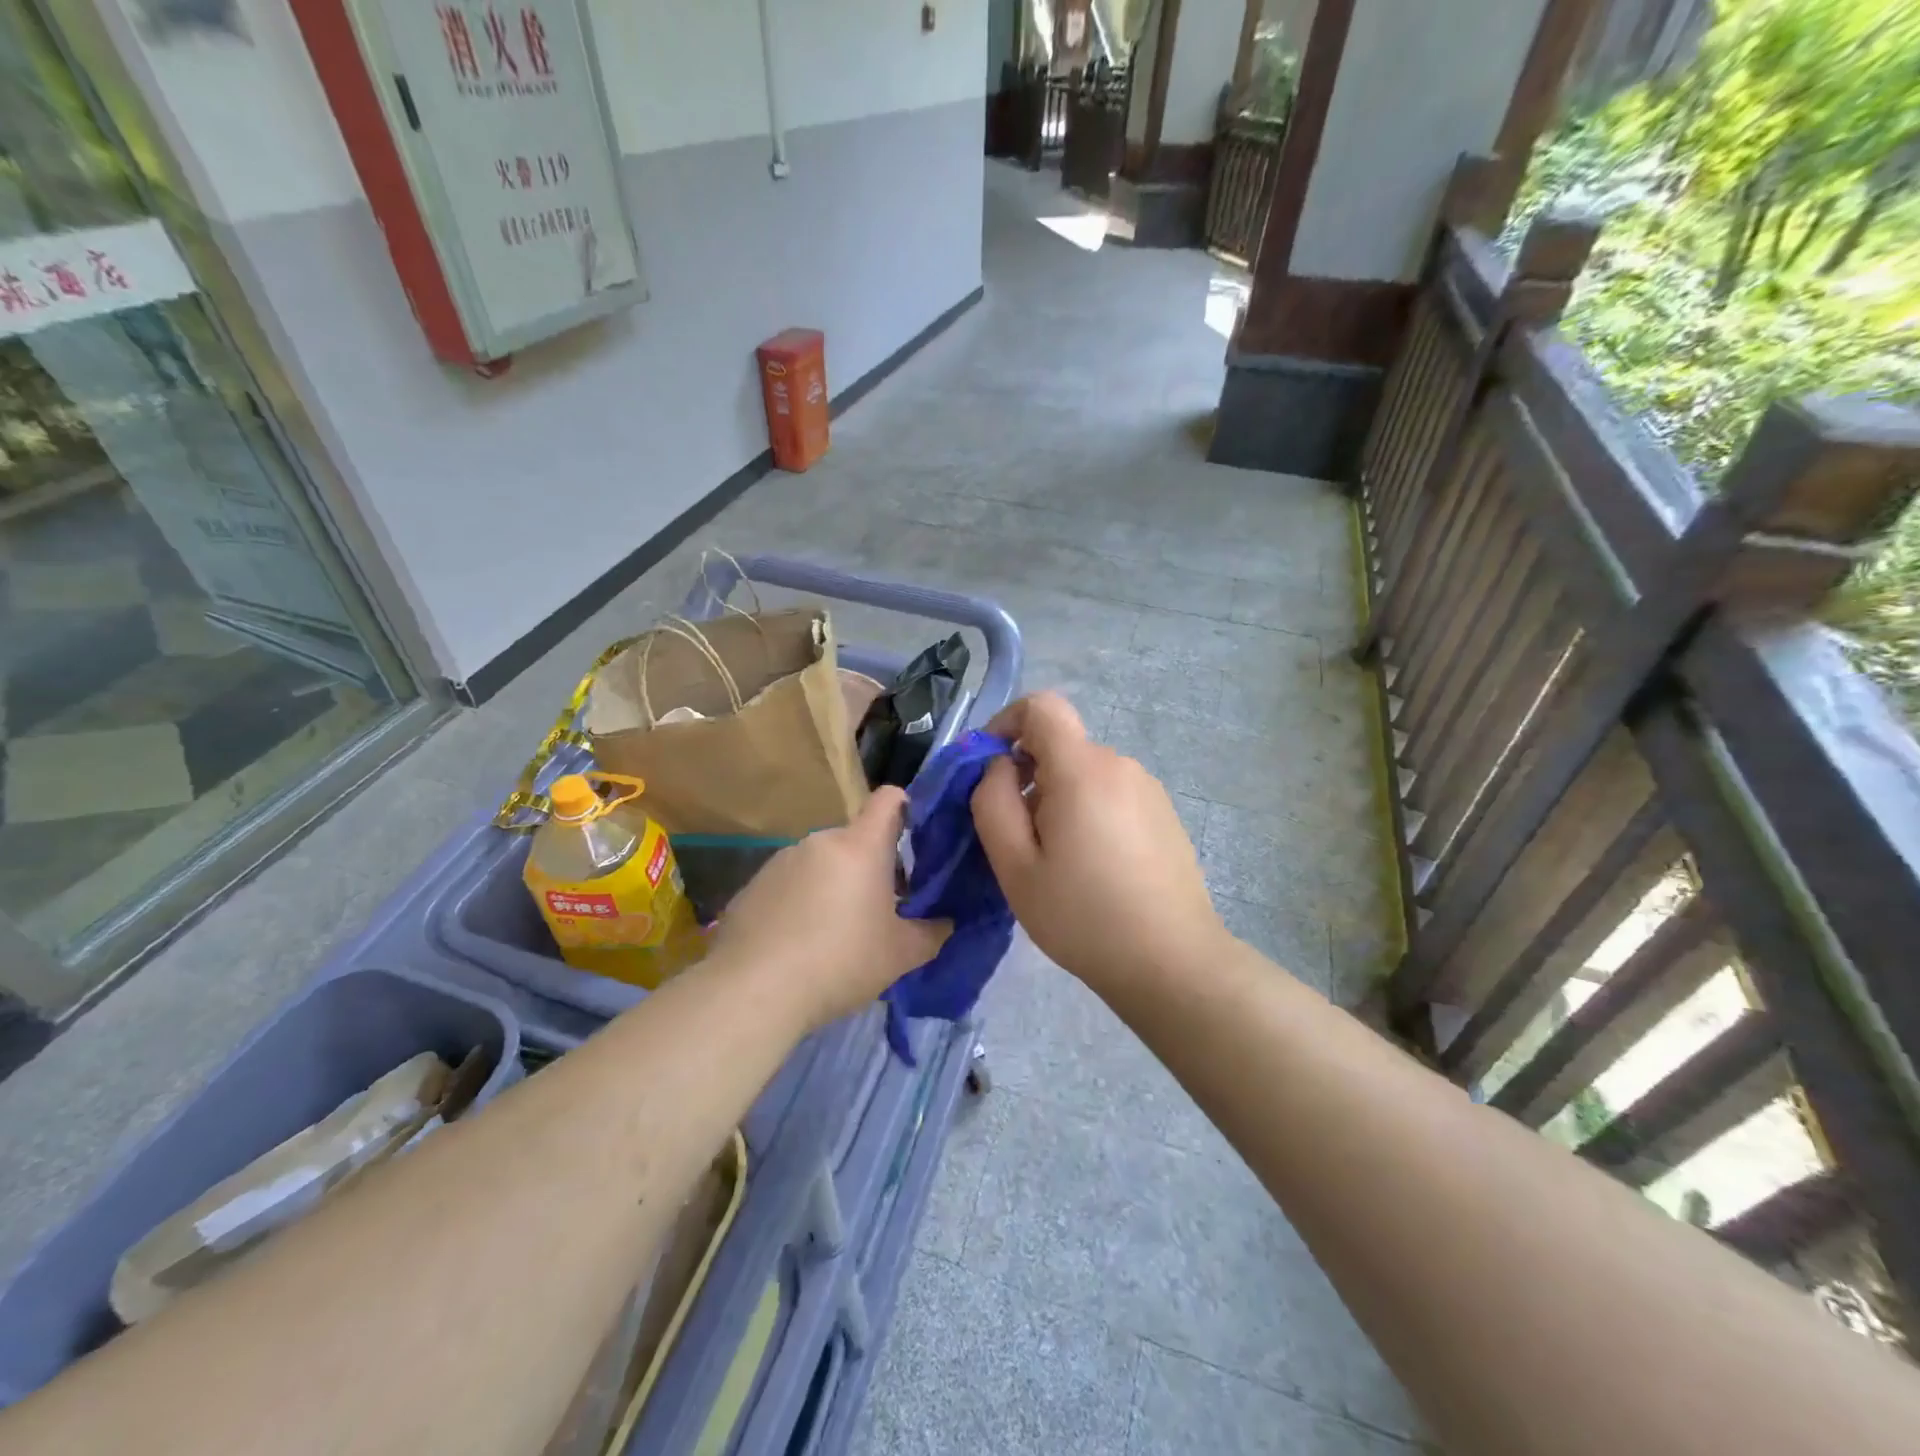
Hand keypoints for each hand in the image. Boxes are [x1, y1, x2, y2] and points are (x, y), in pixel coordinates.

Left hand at [709, 787, 949, 1030]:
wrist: (753, 990)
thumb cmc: (840, 962)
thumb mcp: (900, 955)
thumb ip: (932, 933)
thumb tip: (946, 923)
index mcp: (860, 846)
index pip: (889, 799)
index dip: (907, 807)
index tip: (917, 836)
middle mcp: (820, 841)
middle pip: (856, 840)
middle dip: (871, 867)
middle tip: (880, 909)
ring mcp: (781, 860)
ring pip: (821, 862)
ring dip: (834, 884)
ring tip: (834, 933)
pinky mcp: (752, 885)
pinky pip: (789, 884)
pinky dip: (800, 902)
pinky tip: (797, 943)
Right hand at [971, 692, 1227, 990]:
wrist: (1172, 961)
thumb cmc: (1083, 916)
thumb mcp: (1015, 866)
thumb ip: (992, 802)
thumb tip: (999, 767)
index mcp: (1082, 770)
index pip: (1042, 706)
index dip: (1006, 722)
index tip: (990, 767)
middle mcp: (1120, 765)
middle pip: (1060, 746)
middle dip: (1028, 777)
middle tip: (1018, 838)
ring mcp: (1148, 788)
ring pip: (1084, 774)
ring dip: (1058, 799)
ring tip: (1056, 861)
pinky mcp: (1163, 813)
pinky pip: (1111, 794)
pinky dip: (1088, 812)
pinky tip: (1093, 867)